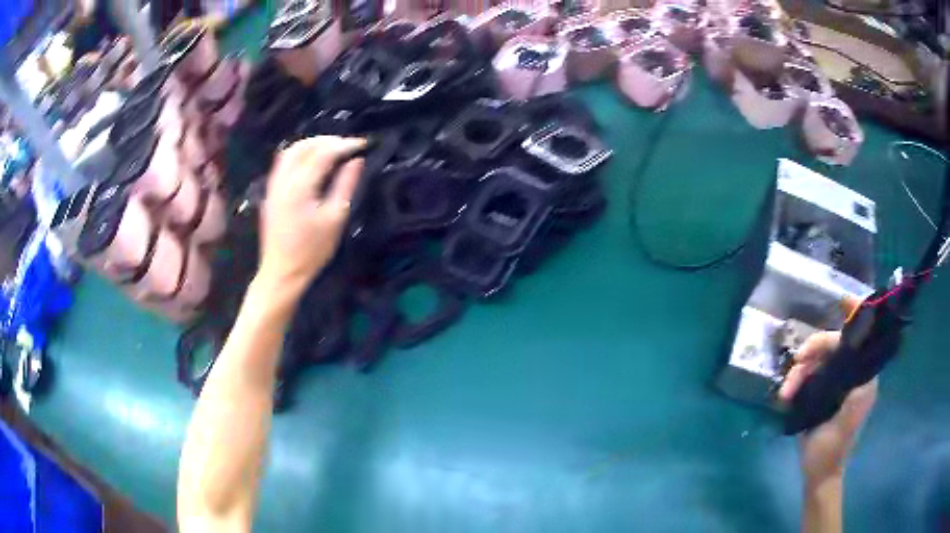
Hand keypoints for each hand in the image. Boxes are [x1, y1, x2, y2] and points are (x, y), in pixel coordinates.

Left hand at [258, 136, 365, 297]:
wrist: (282, 272)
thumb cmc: (312, 250)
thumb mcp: (335, 218)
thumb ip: (345, 184)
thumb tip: (356, 160)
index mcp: (300, 186)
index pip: (324, 153)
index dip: (345, 144)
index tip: (363, 144)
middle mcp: (283, 180)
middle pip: (304, 146)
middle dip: (328, 141)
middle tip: (348, 146)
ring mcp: (273, 185)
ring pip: (290, 151)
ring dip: (312, 145)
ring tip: (331, 150)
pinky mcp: (270, 193)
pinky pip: (283, 163)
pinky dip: (300, 155)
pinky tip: (312, 163)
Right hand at [778, 331, 877, 485]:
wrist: (817, 474)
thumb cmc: (832, 451)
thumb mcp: (846, 422)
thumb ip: (857, 392)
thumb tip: (859, 357)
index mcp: (862, 378)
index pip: (859, 339)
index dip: (854, 317)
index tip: (842, 299)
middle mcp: (851, 375)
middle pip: (833, 346)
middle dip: (813, 351)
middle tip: (796, 363)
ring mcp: (834, 383)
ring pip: (817, 360)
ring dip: (799, 371)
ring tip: (785, 392)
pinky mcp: (821, 392)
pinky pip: (808, 375)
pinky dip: (796, 380)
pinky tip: (785, 394)